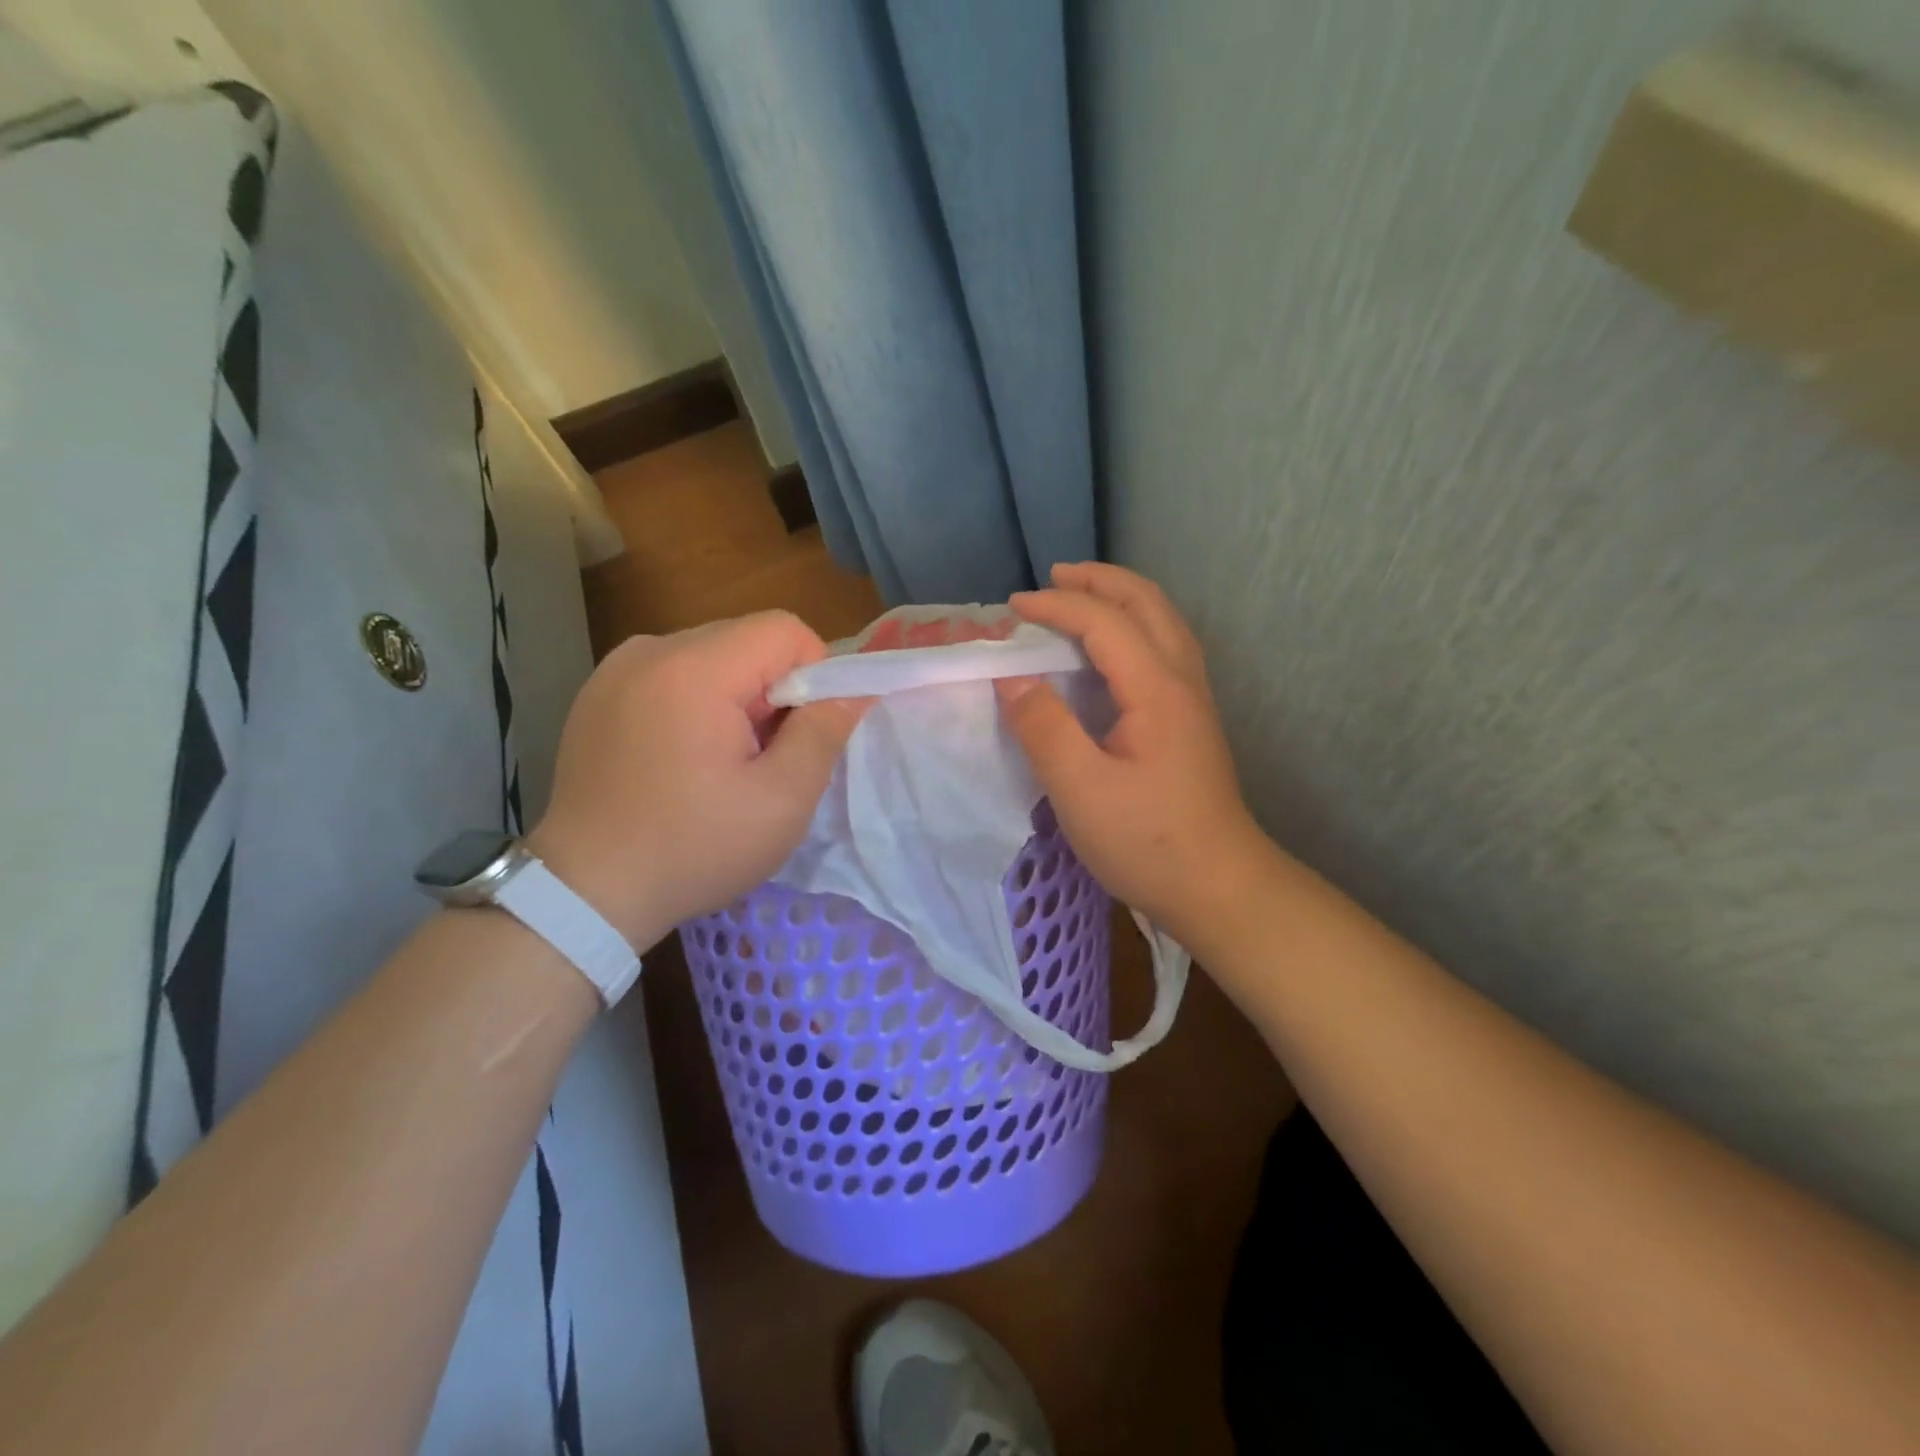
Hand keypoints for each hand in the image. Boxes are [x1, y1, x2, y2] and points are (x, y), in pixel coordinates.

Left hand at [528, 613, 867, 949]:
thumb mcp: (782, 800)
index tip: (805, 733)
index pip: (784, 630)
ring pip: (710, 657)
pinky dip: (696, 704)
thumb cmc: (693, 848)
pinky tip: (683, 759)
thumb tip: (856, 690)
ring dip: (736, 697)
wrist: (583, 893)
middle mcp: (649, 651)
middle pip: (746, 639)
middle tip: (767, 756)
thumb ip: (824, 732)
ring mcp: (615, 670)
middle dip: (774, 689)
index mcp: (694, 669)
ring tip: (723, 762)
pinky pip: (671, 675)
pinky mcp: (598, 694)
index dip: (815, 674)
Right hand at [997, 563, 1272, 941]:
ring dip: (1122, 598)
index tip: (1010, 608)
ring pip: (1163, 622)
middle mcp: (1181, 680)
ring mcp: (1193, 700)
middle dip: (1099, 580)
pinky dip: (1134, 626)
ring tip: (1081, 597)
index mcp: (1155, 689)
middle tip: (1053, 577)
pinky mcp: (1192, 721)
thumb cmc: (1147, 841)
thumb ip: (1044, 728)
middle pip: (1147, 603)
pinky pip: (1165, 647)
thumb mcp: (1081, 790)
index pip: (1103, 622)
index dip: (1055, 606)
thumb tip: (1011, 679)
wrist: (1219, 885)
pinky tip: (1113, 649)